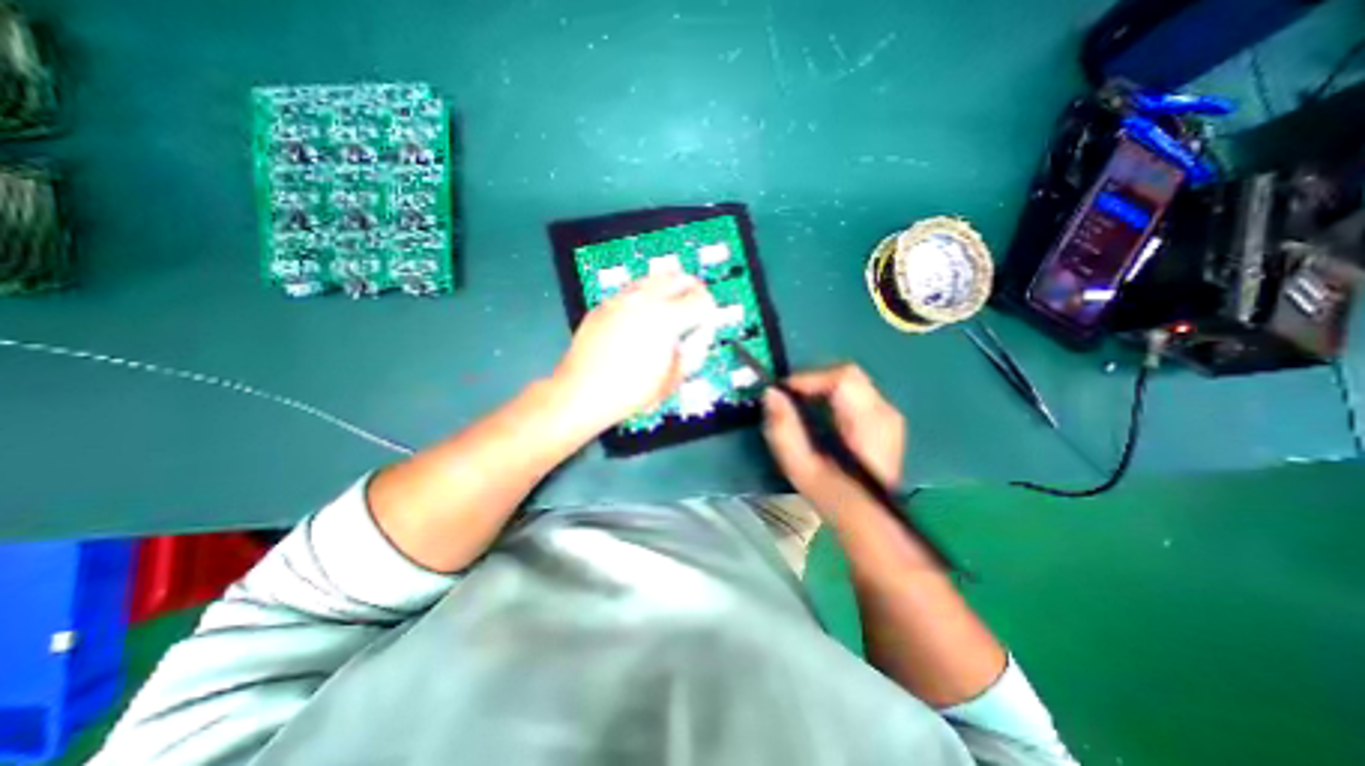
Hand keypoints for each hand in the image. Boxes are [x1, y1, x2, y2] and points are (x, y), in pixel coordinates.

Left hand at [552, 274, 716, 430]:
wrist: (583, 392)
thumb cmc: (632, 392)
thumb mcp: (673, 379)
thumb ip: (692, 353)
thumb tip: (697, 337)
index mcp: (667, 318)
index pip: (701, 299)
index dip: (710, 309)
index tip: (707, 320)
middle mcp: (645, 299)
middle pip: (679, 277)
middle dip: (693, 289)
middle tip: (694, 305)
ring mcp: (621, 299)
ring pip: (653, 278)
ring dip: (668, 289)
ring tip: (669, 308)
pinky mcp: (604, 304)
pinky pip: (631, 291)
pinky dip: (644, 297)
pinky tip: (640, 317)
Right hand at [767, 365, 902, 513]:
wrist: (869, 520)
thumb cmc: (834, 496)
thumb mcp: (801, 466)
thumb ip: (784, 427)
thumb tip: (771, 393)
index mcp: (869, 420)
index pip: (842, 377)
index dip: (809, 378)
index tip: (783, 392)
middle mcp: (885, 411)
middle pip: (846, 376)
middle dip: (812, 383)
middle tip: (788, 400)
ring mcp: (887, 416)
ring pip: (849, 384)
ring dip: (820, 390)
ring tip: (799, 409)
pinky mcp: (883, 422)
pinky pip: (853, 395)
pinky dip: (830, 398)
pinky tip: (818, 419)